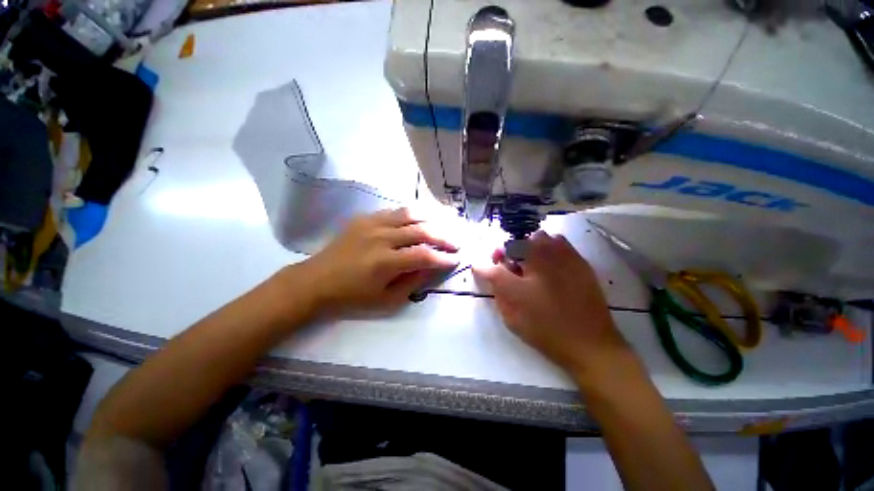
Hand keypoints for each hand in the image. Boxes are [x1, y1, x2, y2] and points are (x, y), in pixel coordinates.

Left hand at [294, 208, 457, 317]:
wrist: (316, 281)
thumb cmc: (352, 296)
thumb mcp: (386, 300)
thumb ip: (413, 282)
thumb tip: (432, 267)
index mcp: (385, 263)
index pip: (424, 255)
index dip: (444, 257)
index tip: (457, 259)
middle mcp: (381, 238)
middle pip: (422, 231)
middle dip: (444, 237)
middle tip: (456, 242)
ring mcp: (372, 224)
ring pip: (410, 214)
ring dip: (432, 219)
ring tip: (444, 225)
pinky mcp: (364, 218)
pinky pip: (394, 211)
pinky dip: (412, 214)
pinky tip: (421, 219)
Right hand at [474, 231, 631, 378]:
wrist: (589, 345)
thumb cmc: (543, 322)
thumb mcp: (510, 300)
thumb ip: (493, 277)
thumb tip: (478, 265)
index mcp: (536, 253)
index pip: (508, 244)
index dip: (499, 255)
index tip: (496, 268)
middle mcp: (556, 248)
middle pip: (528, 240)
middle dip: (516, 252)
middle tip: (513, 272)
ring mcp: (573, 257)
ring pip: (546, 243)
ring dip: (534, 252)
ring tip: (531, 273)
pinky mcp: (584, 269)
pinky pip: (562, 252)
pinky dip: (550, 257)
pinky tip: (549, 277)